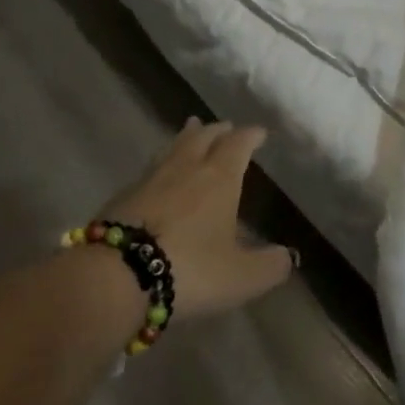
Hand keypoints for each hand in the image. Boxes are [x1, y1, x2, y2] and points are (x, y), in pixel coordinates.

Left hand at [97, 117, 295, 319]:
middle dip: (218, 131)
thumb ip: (269, 266)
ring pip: (172, 148)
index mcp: (219, 177)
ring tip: (191, 131)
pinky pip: (149, 170)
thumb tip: (289, 257)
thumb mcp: (241, 277)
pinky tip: (158, 177)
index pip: (239, 145)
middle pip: (203, 137)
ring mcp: (150, 179)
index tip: (259, 132)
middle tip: (225, 127)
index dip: (251, 136)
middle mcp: (186, 168)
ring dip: (186, 138)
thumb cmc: (189, 270)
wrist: (116, 277)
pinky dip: (160, 166)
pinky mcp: (122, 196)